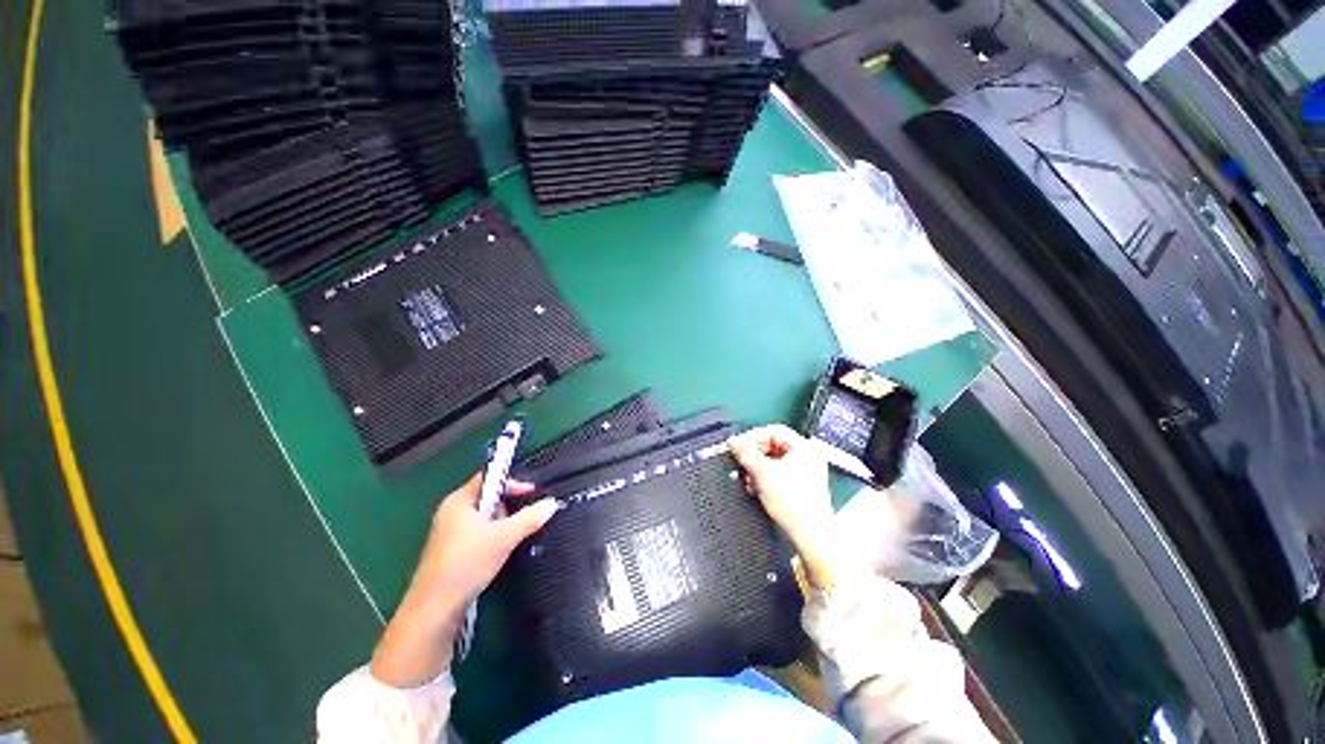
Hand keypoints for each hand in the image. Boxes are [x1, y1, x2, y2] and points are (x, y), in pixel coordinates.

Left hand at [372, 473, 557, 686]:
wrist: (435, 610)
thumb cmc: (467, 563)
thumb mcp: (505, 537)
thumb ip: (530, 518)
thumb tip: (552, 503)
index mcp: (458, 501)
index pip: (488, 477)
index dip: (511, 482)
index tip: (531, 493)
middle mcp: (451, 513)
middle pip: (488, 498)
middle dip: (508, 509)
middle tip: (520, 522)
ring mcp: (449, 534)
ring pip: (485, 519)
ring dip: (501, 527)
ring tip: (509, 541)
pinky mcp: (450, 553)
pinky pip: (478, 535)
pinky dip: (492, 539)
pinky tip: (498, 553)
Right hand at [728, 424, 833, 545]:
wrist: (810, 534)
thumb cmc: (796, 506)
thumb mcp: (763, 473)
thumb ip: (746, 454)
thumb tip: (735, 442)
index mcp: (803, 448)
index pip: (773, 431)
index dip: (753, 437)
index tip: (739, 445)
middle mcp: (807, 456)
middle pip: (773, 446)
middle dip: (754, 455)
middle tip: (742, 462)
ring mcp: (806, 471)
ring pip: (774, 460)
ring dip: (758, 468)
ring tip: (749, 478)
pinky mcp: (802, 485)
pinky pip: (779, 472)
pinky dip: (766, 477)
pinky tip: (757, 486)